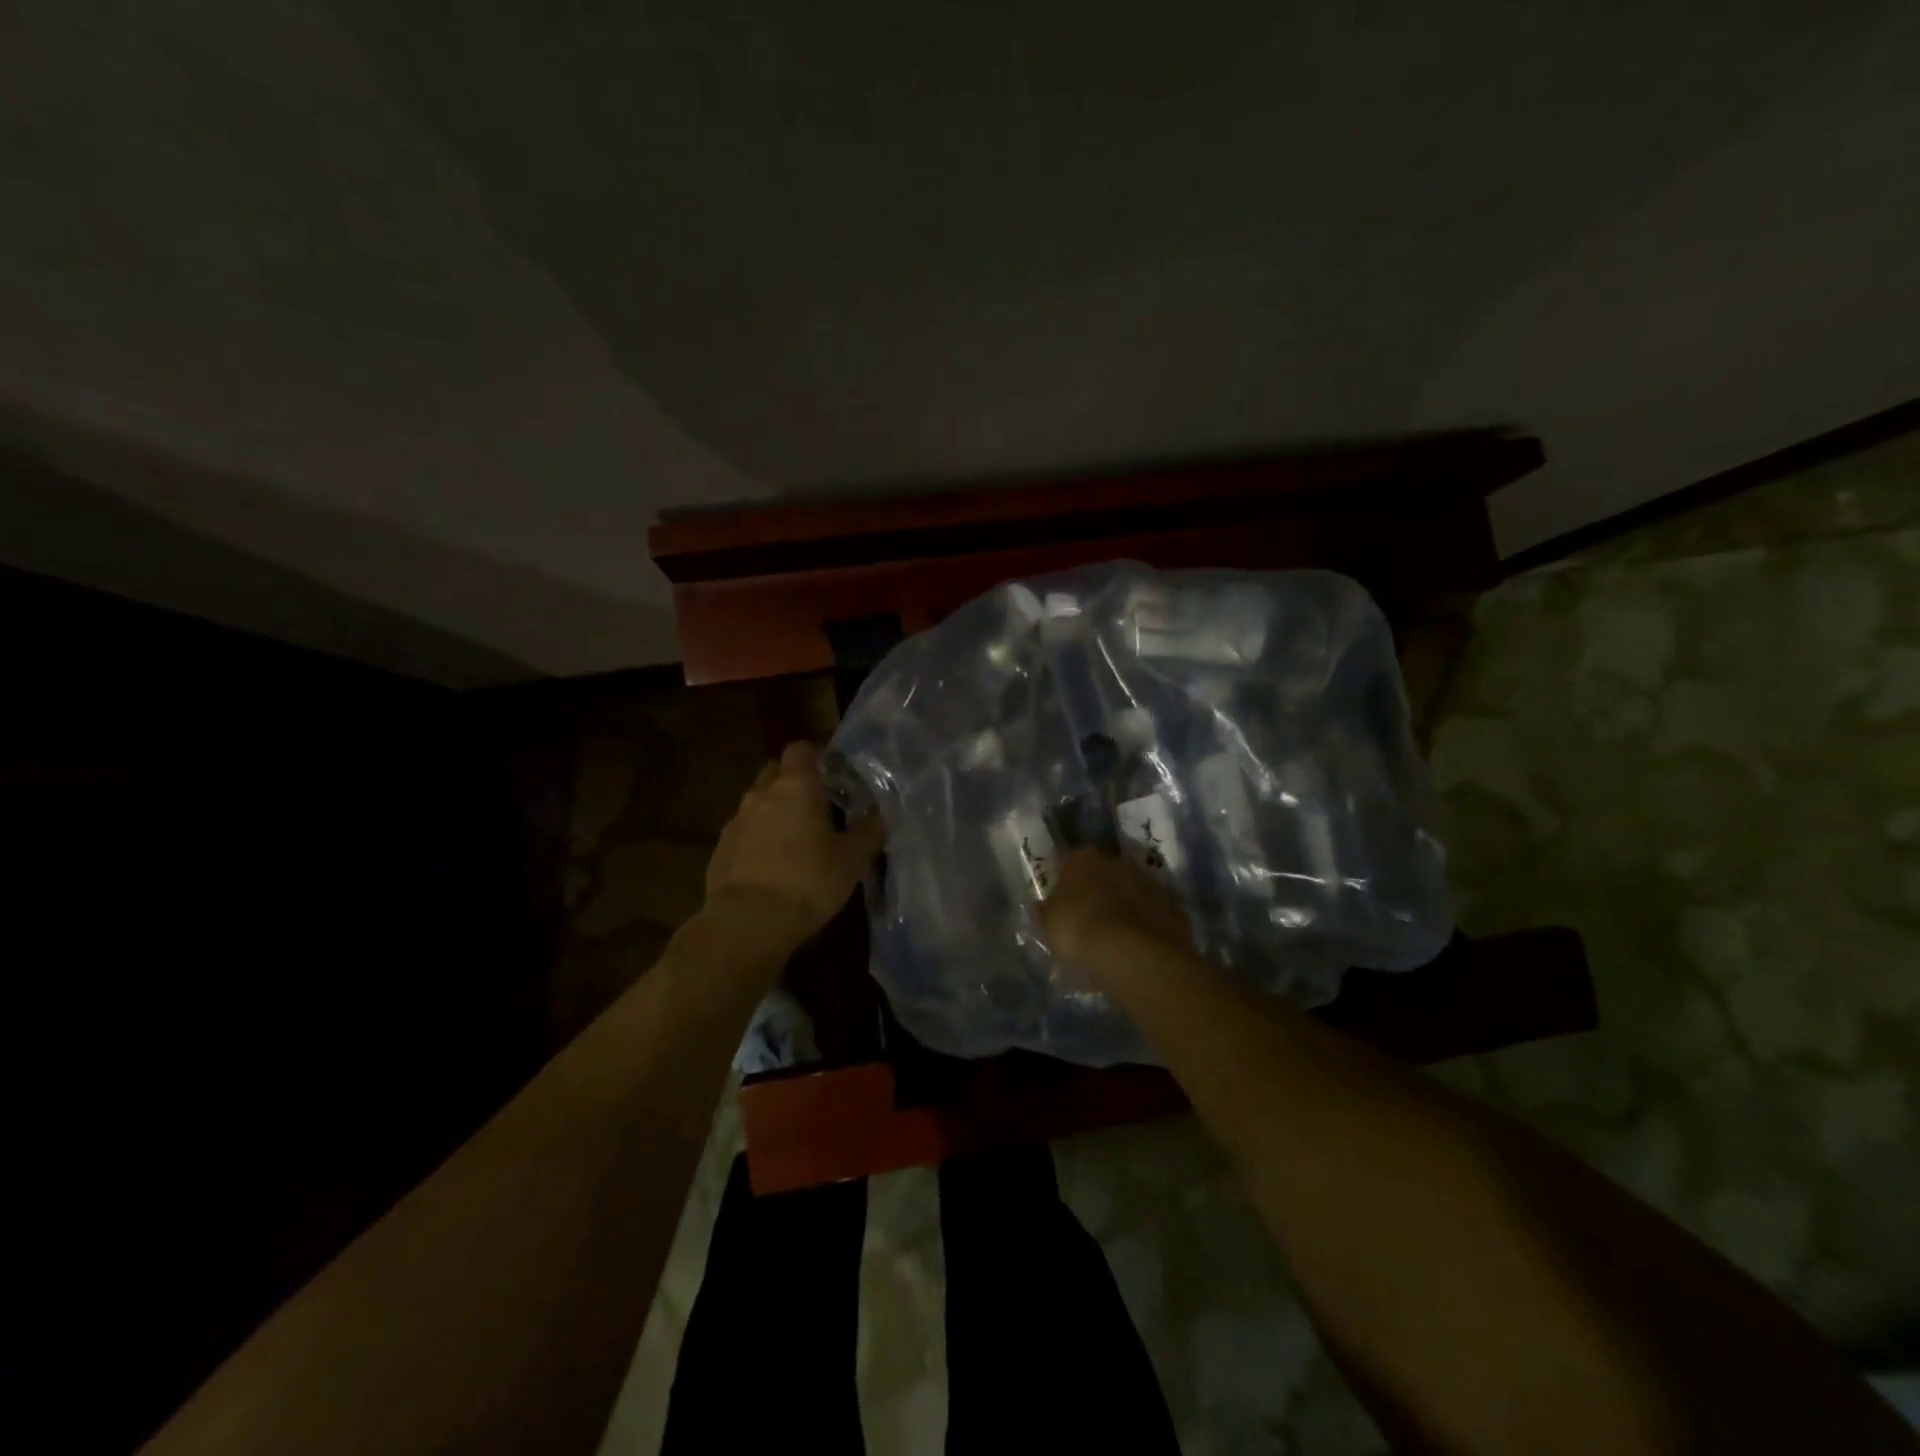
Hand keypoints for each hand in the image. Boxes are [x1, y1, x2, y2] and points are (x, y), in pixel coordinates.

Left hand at [704, 742, 884, 953]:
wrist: (747, 922)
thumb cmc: (808, 881)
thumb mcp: (851, 859)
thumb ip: (867, 832)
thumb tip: (879, 815)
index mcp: (796, 787)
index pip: (801, 750)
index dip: (815, 756)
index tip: (831, 772)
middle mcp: (761, 795)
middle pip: (775, 772)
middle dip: (793, 781)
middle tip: (816, 804)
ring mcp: (736, 821)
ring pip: (757, 803)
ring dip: (774, 812)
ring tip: (795, 839)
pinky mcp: (720, 849)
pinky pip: (743, 833)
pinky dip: (757, 839)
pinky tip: (771, 865)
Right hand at [1039, 848, 1189, 984]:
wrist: (1134, 953)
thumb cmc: (1080, 932)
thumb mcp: (1048, 925)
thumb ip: (1046, 911)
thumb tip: (1044, 906)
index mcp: (1082, 859)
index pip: (1070, 863)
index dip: (1067, 883)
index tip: (1064, 903)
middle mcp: (1117, 860)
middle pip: (1105, 873)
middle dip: (1099, 890)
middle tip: (1092, 918)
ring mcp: (1149, 880)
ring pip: (1132, 889)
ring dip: (1126, 905)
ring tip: (1119, 935)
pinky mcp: (1173, 904)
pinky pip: (1155, 911)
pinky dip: (1148, 922)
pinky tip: (1141, 944)